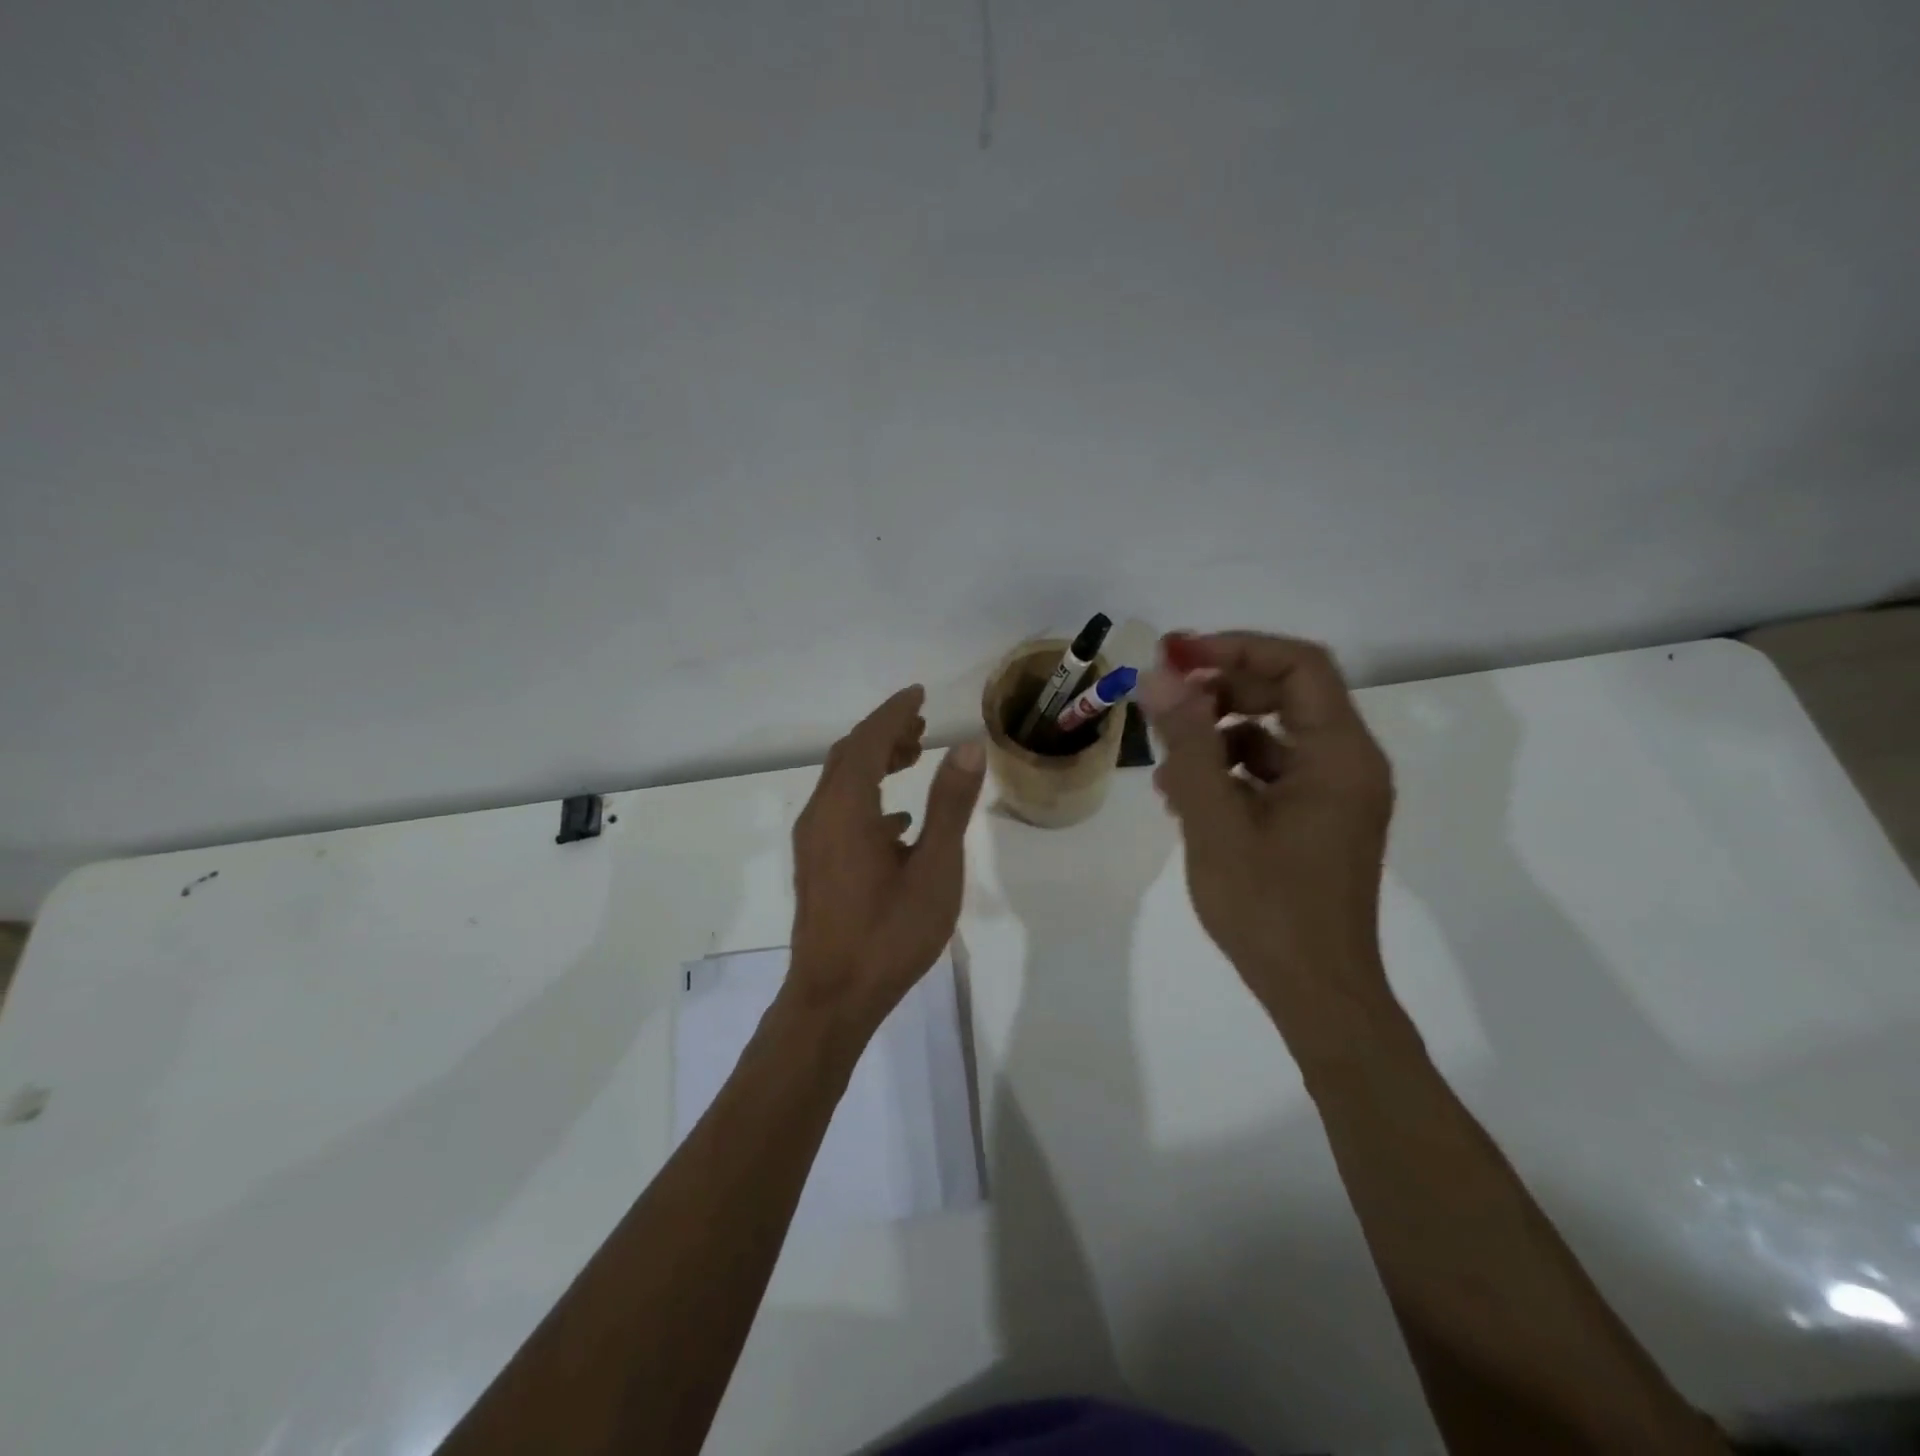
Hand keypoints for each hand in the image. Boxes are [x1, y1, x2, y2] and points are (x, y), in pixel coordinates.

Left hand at [788, 686, 986, 1036]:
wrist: (833, 998)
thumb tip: (968, 746)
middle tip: (923, 725)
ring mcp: (813, 842)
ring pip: (842, 782)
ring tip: (914, 757)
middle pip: (849, 755)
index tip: (919, 693)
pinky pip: (841, 811)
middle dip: (884, 732)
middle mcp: (821, 815)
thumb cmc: (890, 933)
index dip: (894, 712)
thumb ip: (950, 804)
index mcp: (847, 809)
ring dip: (875, 761)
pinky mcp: (816, 864)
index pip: (867, 740)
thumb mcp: (935, 869)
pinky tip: (900, 821)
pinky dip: (869, 797)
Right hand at [1140, 632, 1394, 1024]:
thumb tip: (1160, 676)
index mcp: (1340, 756)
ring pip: (1273, 734)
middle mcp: (1348, 764)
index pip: (1299, 666)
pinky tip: (1185, 799)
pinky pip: (1271, 772)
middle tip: (1163, 700)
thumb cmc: (1268, 908)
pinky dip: (1228, 772)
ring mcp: (1334, 794)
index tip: (1176, 655)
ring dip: (1217, 736)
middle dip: (1221, 690)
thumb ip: (1188, 743)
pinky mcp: (1317, 820)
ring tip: (1165, 768)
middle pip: (1287, 694)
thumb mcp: (1215, 820)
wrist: (1315, 995)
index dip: (1236, 648)